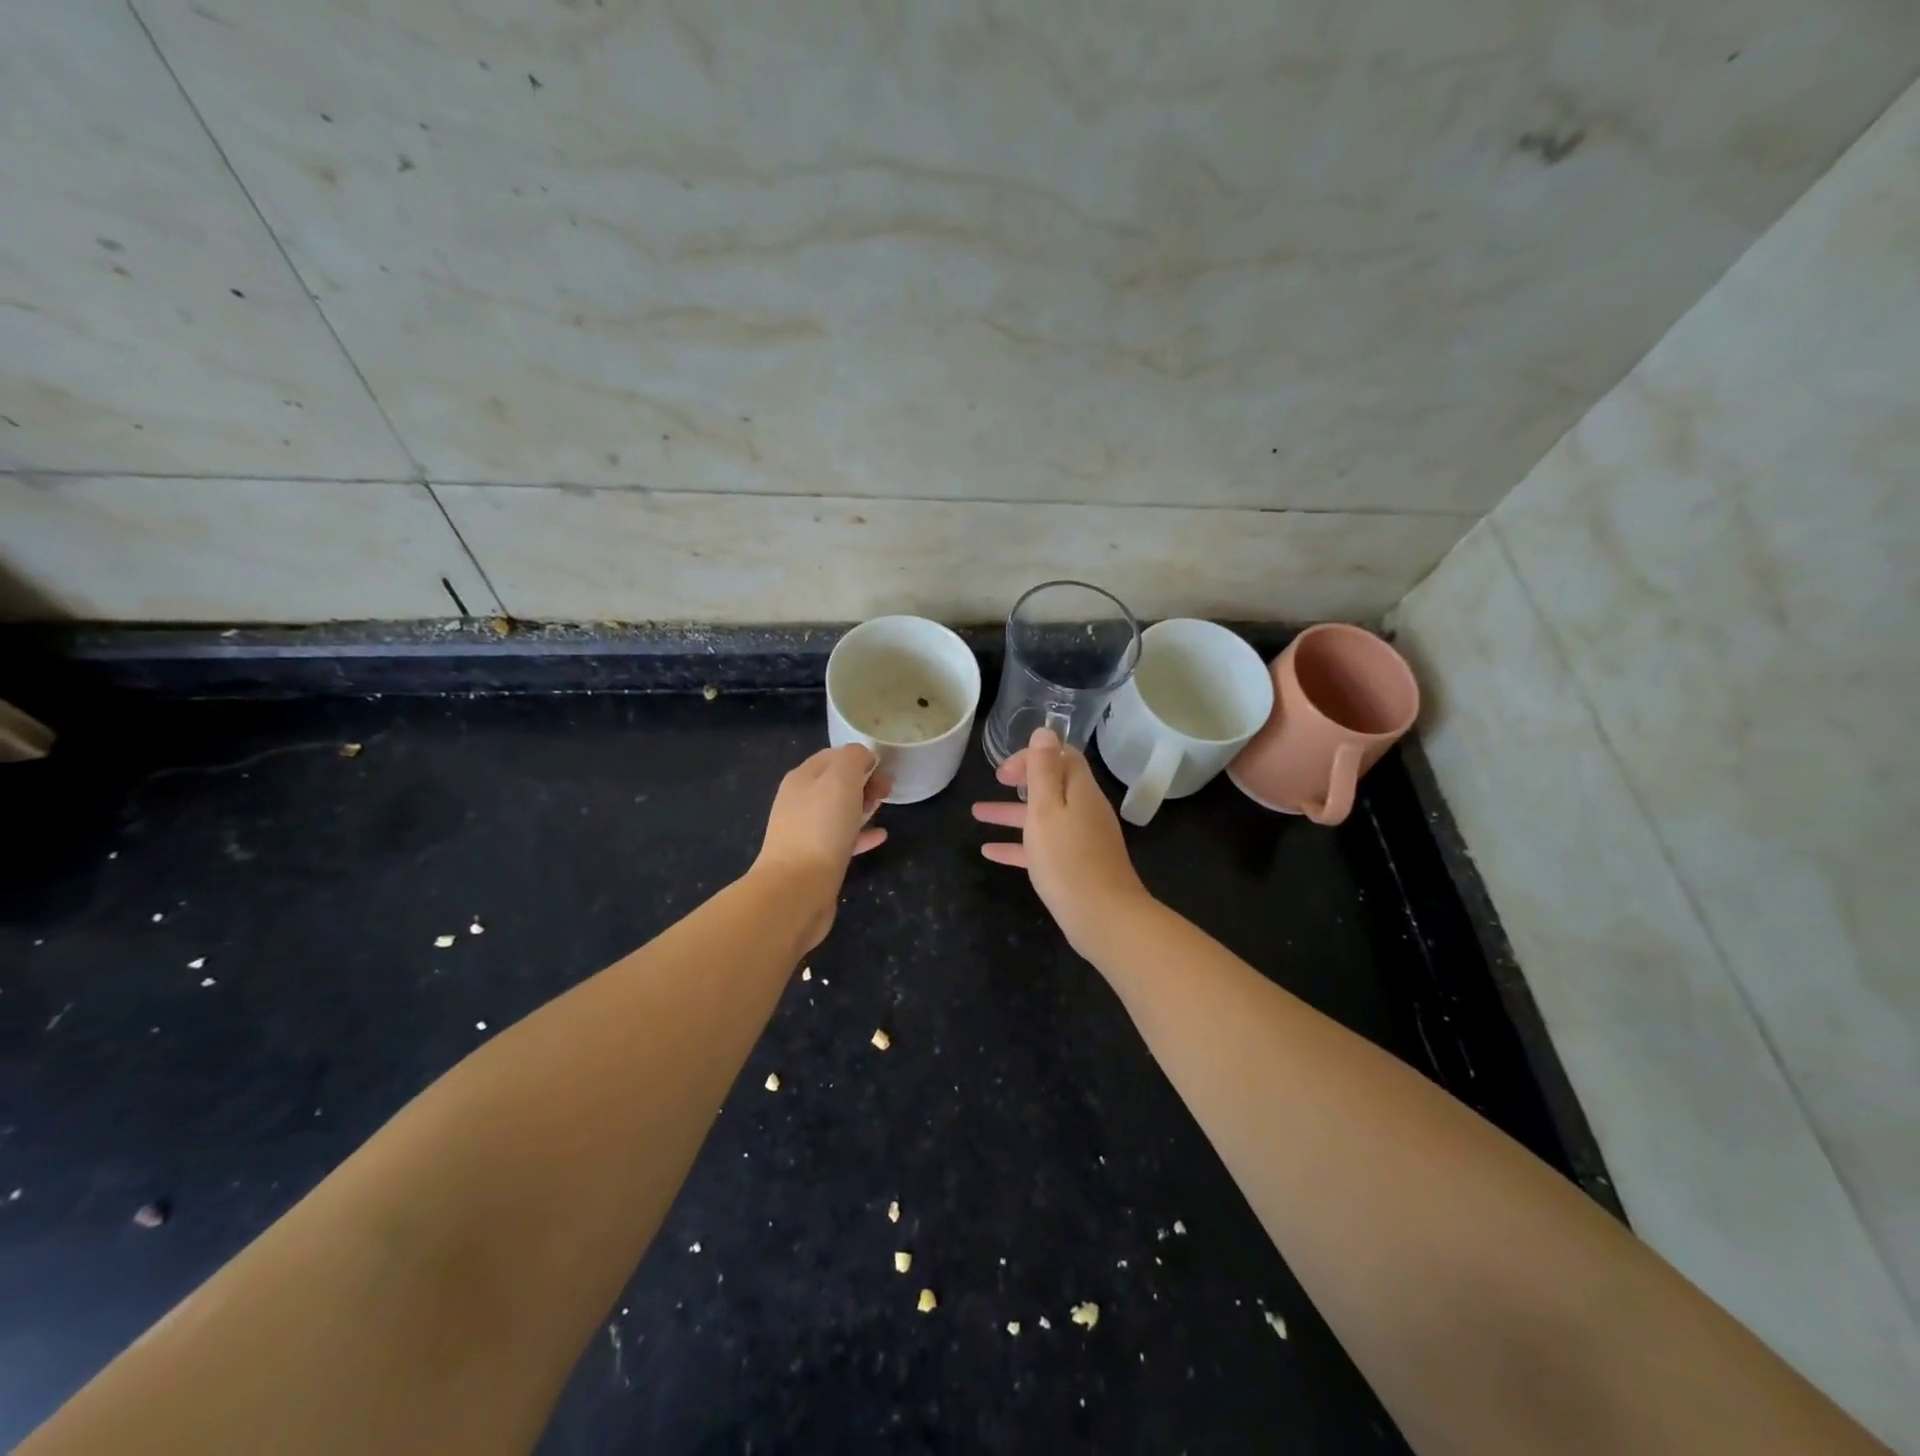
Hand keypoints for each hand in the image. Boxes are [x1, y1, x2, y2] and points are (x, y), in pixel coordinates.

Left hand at [754, 745, 888, 944]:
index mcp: (802, 778)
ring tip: (882, 807)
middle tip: (886, 790)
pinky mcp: (816, 860)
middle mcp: (800, 802)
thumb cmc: (820, 828)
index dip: (859, 757)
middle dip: (863, 781)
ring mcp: (806, 832)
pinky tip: (881, 836)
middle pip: (836, 783)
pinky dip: (862, 834)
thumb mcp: (841, 779)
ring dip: (862, 805)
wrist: (796, 889)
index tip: (883, 767)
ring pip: (839, 811)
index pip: (832, 756)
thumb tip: (863, 757)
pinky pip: (843, 840)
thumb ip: (853, 758)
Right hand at [971, 726, 1152, 955]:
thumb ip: (1043, 770)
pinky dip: (1018, 845)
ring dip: (1010, 813)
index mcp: (1080, 791)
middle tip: (996, 781)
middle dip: (1021, 780)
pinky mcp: (1075, 866)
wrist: (1102, 917)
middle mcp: (1084, 810)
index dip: (1033, 755)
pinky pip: (1042, 847)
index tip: (1005, 769)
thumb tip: (1045, 731)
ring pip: (1043, 817)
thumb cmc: (1067, 858)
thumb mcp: (1047, 809)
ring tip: (976, 814)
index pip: (1061, 756)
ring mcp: (1081, 840)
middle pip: (1052, 786)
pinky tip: (990, 852)